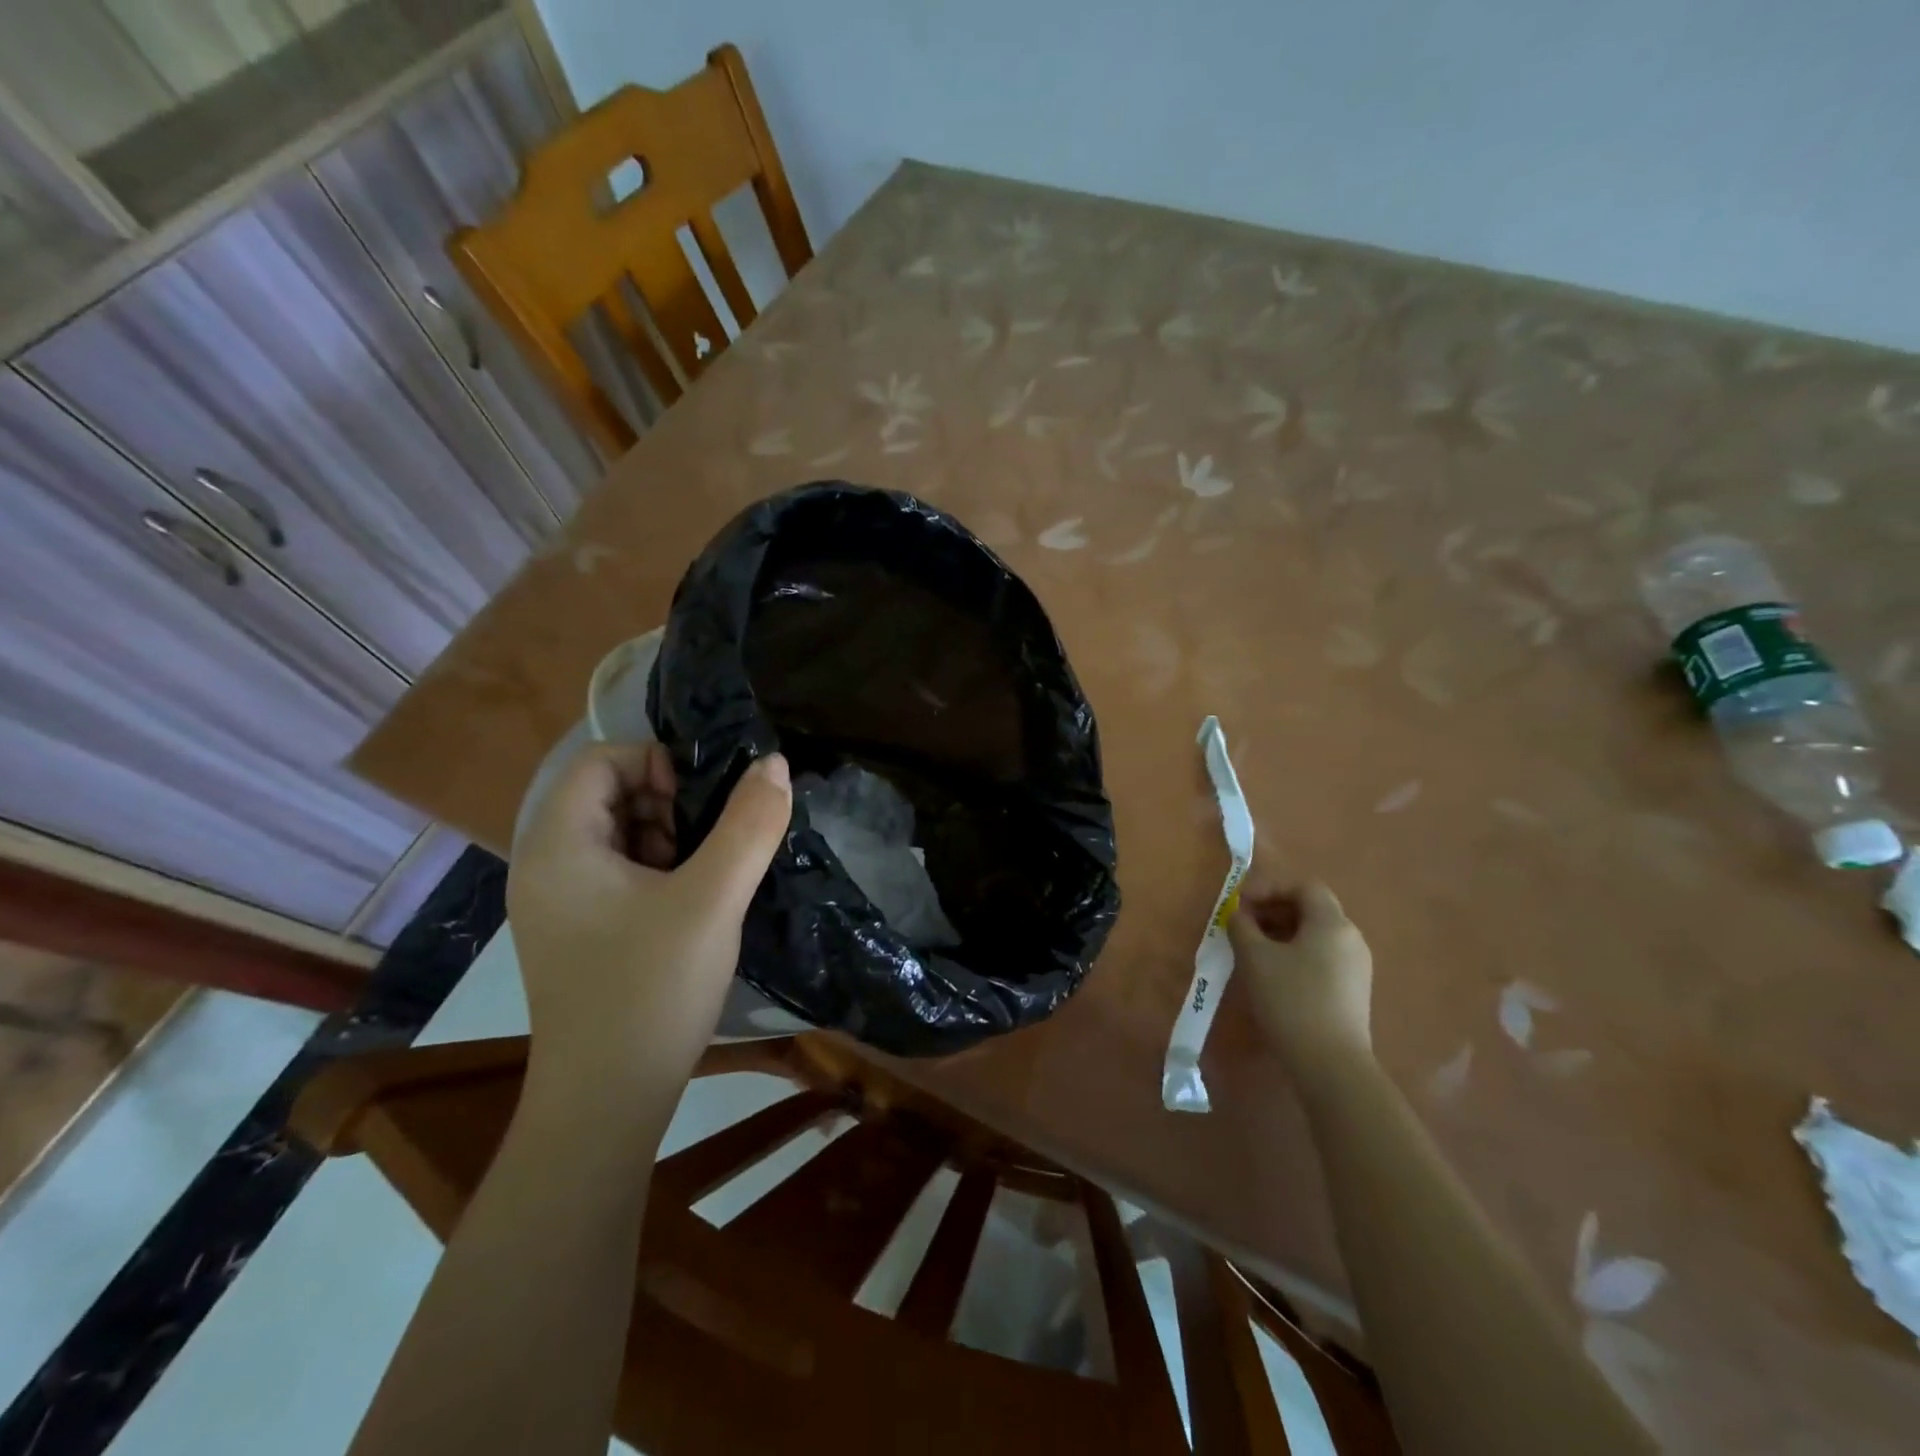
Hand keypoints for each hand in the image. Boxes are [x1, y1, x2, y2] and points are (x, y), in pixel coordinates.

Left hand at [507, 741, 791, 1105]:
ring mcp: (558, 903)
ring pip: (618, 834)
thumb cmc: (651, 990)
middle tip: (710, 843)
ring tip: (707, 876)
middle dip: (668, 804)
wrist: (606, 1104)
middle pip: (608, 794)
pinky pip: (617, 873)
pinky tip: (691, 906)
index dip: (658, 764)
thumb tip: (773, 763)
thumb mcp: (713, 899)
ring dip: (668, 838)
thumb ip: (749, 825)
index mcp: (558, 844)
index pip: (602, 760)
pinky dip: (658, 871)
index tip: (703, 805)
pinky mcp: (577, 933)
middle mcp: (545, 865)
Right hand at [1230, 881, 1373, 1084]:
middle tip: (1243, 923)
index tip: (1240, 902)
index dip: (1269, 887)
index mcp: (1332, 923)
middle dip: (1273, 909)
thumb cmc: (1291, 1000)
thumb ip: (1242, 926)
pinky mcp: (1353, 991)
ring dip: (1282, 932)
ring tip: (1252, 948)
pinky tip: (1273, 973)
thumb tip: (1238, 914)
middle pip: (1311, 909)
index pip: (1303, 886)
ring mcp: (1356, 966)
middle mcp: (1351, 938)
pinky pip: (1322, 956)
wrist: (1331, 1064)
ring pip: (1316, 934)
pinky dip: (1296, 953)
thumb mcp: (1255, 957)